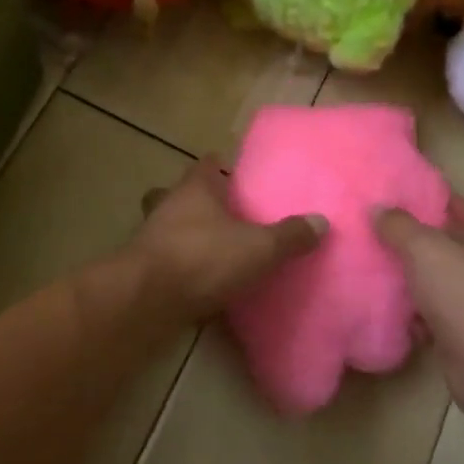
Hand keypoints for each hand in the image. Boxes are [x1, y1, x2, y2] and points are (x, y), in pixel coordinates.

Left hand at [128, 159, 325, 325]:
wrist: (145, 300)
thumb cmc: (203, 257)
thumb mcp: (258, 247)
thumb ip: (290, 235)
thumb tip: (322, 222)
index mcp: (195, 188)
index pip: (208, 163)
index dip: (223, 166)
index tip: (240, 177)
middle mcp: (169, 205)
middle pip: (183, 193)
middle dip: (201, 201)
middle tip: (227, 215)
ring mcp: (151, 237)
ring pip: (170, 226)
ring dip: (188, 235)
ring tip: (216, 251)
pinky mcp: (142, 270)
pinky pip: (166, 260)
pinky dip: (181, 267)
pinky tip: (201, 283)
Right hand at [375, 195, 463, 410]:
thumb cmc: (461, 289)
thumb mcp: (423, 247)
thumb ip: (398, 225)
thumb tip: (377, 208)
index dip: (442, 202)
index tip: (412, 198)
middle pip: (455, 249)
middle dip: (425, 244)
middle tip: (388, 234)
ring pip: (444, 286)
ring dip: (419, 282)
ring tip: (384, 271)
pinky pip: (438, 319)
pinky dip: (418, 316)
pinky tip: (393, 312)